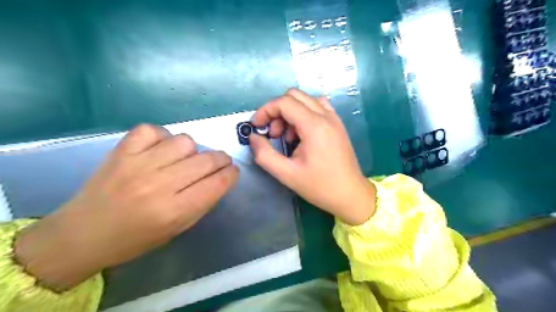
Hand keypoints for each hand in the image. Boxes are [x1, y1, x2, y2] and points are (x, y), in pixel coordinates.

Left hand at [15, 124, 238, 289]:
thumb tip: (221, 178)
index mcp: (174, 211)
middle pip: (206, 160)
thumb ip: (202, 202)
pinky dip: (162, 137)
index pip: (217, 183)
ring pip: (185, 141)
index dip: (231, 174)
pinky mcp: (121, 151)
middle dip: (221, 159)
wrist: (82, 234)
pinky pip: (153, 130)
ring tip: (186, 159)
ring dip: (193, 150)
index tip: (233, 171)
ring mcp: (138, 164)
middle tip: (220, 162)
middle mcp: (158, 185)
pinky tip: (161, 149)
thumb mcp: (177, 229)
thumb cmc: (136, 238)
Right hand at [250, 89, 375, 224]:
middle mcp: (326, 116)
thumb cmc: (320, 186)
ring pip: (306, 99)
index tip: (256, 126)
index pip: (284, 102)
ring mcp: (334, 118)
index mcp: (314, 126)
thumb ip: (264, 155)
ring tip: (287, 136)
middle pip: (294, 96)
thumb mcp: (286, 174)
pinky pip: (317, 107)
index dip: (265, 110)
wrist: (351, 195)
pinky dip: (303, 114)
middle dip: (277, 110)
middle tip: (273, 134)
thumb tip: (253, 137)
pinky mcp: (337, 124)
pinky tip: (301, 134)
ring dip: (290, 112)